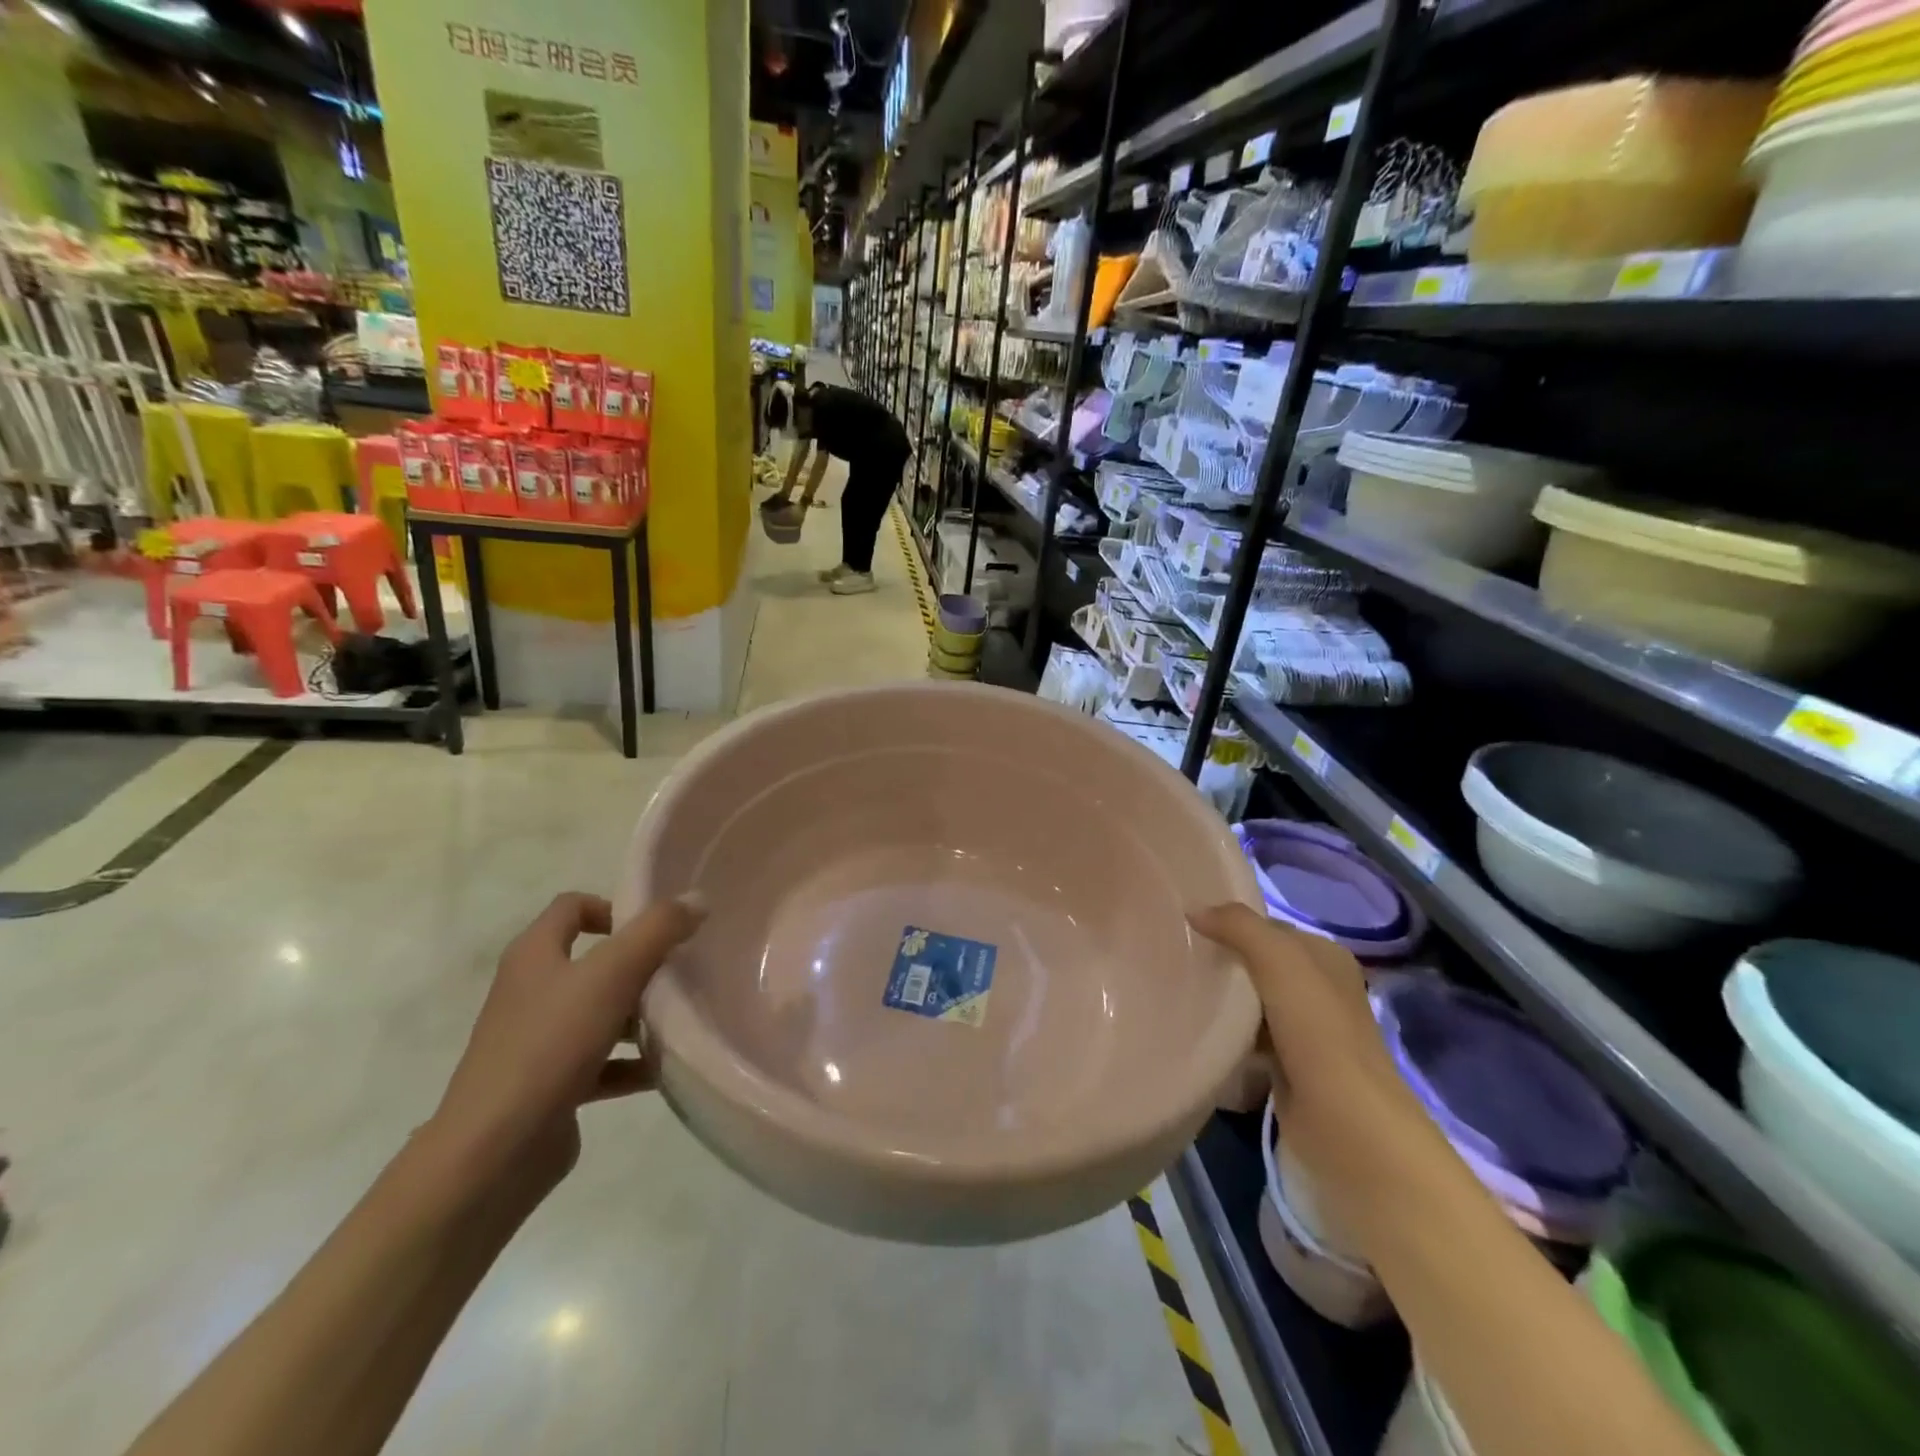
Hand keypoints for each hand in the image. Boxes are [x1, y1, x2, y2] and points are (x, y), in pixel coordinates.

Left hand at [428, 893, 704, 1198]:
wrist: (494, 1152)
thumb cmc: (550, 1044)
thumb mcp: (612, 973)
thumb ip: (658, 930)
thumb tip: (697, 899)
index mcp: (534, 955)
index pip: (573, 907)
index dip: (615, 908)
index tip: (657, 930)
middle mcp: (532, 990)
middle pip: (594, 961)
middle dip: (640, 965)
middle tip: (682, 973)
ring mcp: (538, 1040)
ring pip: (600, 1012)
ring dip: (640, 1016)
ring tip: (682, 1020)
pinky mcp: (549, 1084)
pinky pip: (600, 1062)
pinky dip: (631, 1063)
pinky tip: (665, 1070)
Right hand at [1189, 904, 1428, 1220]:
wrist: (1347, 1126)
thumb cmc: (1317, 1031)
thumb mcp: (1278, 960)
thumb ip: (1238, 926)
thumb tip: (1193, 910)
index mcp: (1327, 958)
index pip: (1269, 929)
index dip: (1232, 924)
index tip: (1186, 927)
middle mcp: (1322, 991)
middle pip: (1260, 966)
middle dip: (1224, 963)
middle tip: (1175, 958)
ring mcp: (1308, 1035)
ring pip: (1253, 1004)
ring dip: (1224, 1002)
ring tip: (1178, 992)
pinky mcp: (1291, 1072)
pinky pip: (1250, 1043)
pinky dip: (1228, 1040)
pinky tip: (1198, 1035)